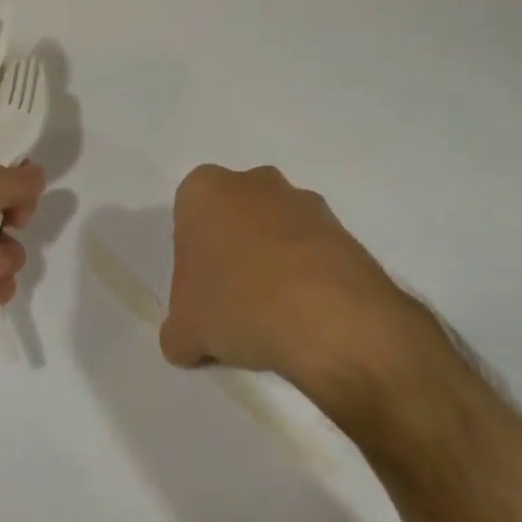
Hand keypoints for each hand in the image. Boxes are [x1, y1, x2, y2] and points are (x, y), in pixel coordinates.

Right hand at [159, 164, 415, 391]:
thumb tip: (188, 339)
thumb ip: (178, 330)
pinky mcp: (343, 230)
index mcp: (205, 190)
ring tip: (275, 321)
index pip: (186, 225)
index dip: (191, 268)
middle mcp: (254, 182)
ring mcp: (304, 202)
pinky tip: (306, 319)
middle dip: (231, 258)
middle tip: (233, 309)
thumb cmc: (239, 305)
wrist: (332, 318)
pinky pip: (311, 253)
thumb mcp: (185, 331)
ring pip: (274, 235)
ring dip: (271, 267)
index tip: (201, 302)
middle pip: (232, 223)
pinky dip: (306, 279)